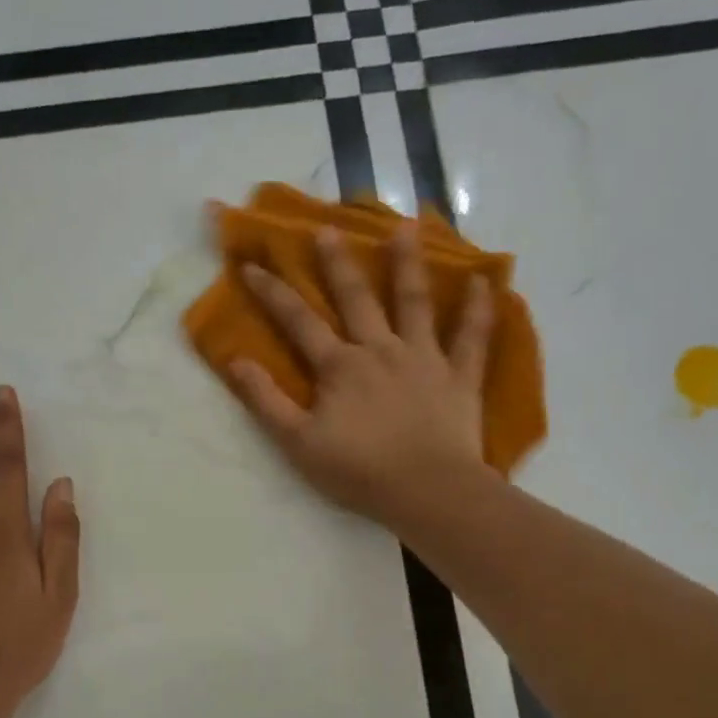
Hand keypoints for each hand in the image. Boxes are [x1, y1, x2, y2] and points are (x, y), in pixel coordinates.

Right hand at [230, 226, 495, 528]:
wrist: (426, 491)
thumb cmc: (358, 471)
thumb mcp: (297, 442)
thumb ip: (266, 400)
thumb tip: (235, 361)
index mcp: (339, 366)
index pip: (298, 322)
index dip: (273, 293)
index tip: (252, 265)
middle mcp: (380, 350)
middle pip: (356, 298)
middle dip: (338, 263)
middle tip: (328, 229)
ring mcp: (424, 359)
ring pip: (414, 303)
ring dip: (408, 264)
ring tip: (408, 226)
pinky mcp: (459, 377)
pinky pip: (472, 337)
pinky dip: (478, 309)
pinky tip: (482, 281)